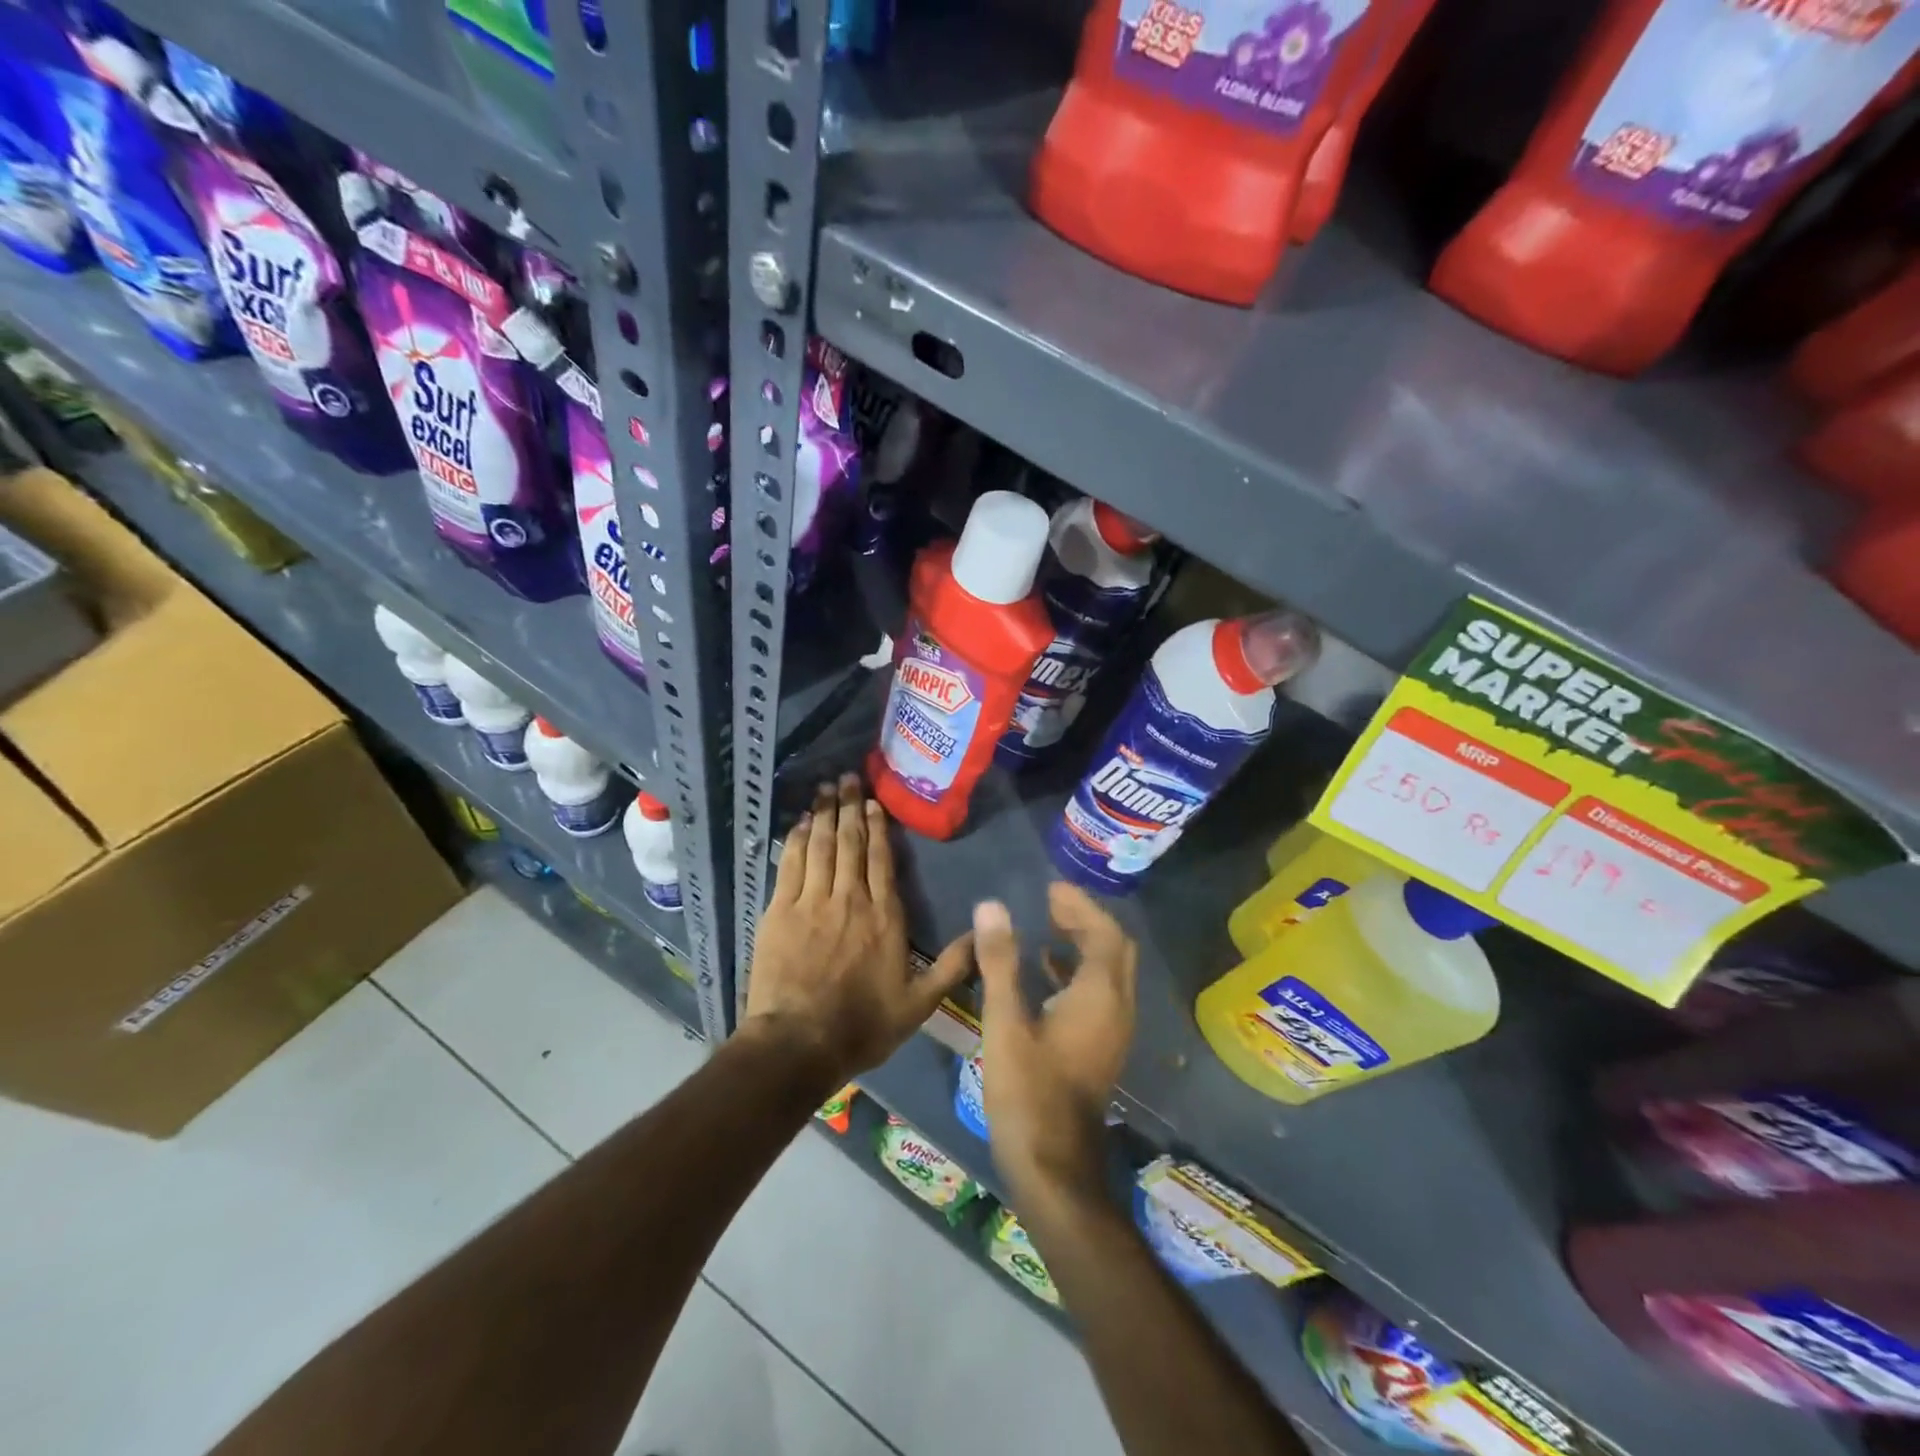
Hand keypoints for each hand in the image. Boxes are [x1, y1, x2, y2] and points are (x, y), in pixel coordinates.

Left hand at [745, 775, 971, 1082]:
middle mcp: (850, 899)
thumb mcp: (919, 1004)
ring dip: (823, 814)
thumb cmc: (862, 1025)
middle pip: (849, 843)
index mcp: (884, 916)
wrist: (799, 1043)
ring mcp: (812, 902)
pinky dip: (795, 840)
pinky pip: (790, 865)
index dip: (876, 828)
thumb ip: (953, 966)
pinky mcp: (780, 911)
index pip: (881, 860)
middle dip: (849, 807)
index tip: (873, 802)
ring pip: (820, 846)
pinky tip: (798, 823)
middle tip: (848, 778)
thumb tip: (986, 933)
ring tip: (825, 789)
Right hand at [976, 883, 1137, 1208]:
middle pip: (1114, 948)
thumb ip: (1000, 962)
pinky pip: (1099, 993)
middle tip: (1051, 902)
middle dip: (1087, 919)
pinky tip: (1046, 971)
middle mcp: (1117, 1008)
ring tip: (1048, 923)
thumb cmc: (1028, 1092)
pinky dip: (1078, 971)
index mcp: (1100, 996)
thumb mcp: (1006, 1023)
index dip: (1080, 906)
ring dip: (1084, 943)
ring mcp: (1113, 1031)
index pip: (1104, 933)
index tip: (1050, 888)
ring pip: (1109, 971)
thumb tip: (992, 905)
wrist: (1053, 1167)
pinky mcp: (1101, 1047)